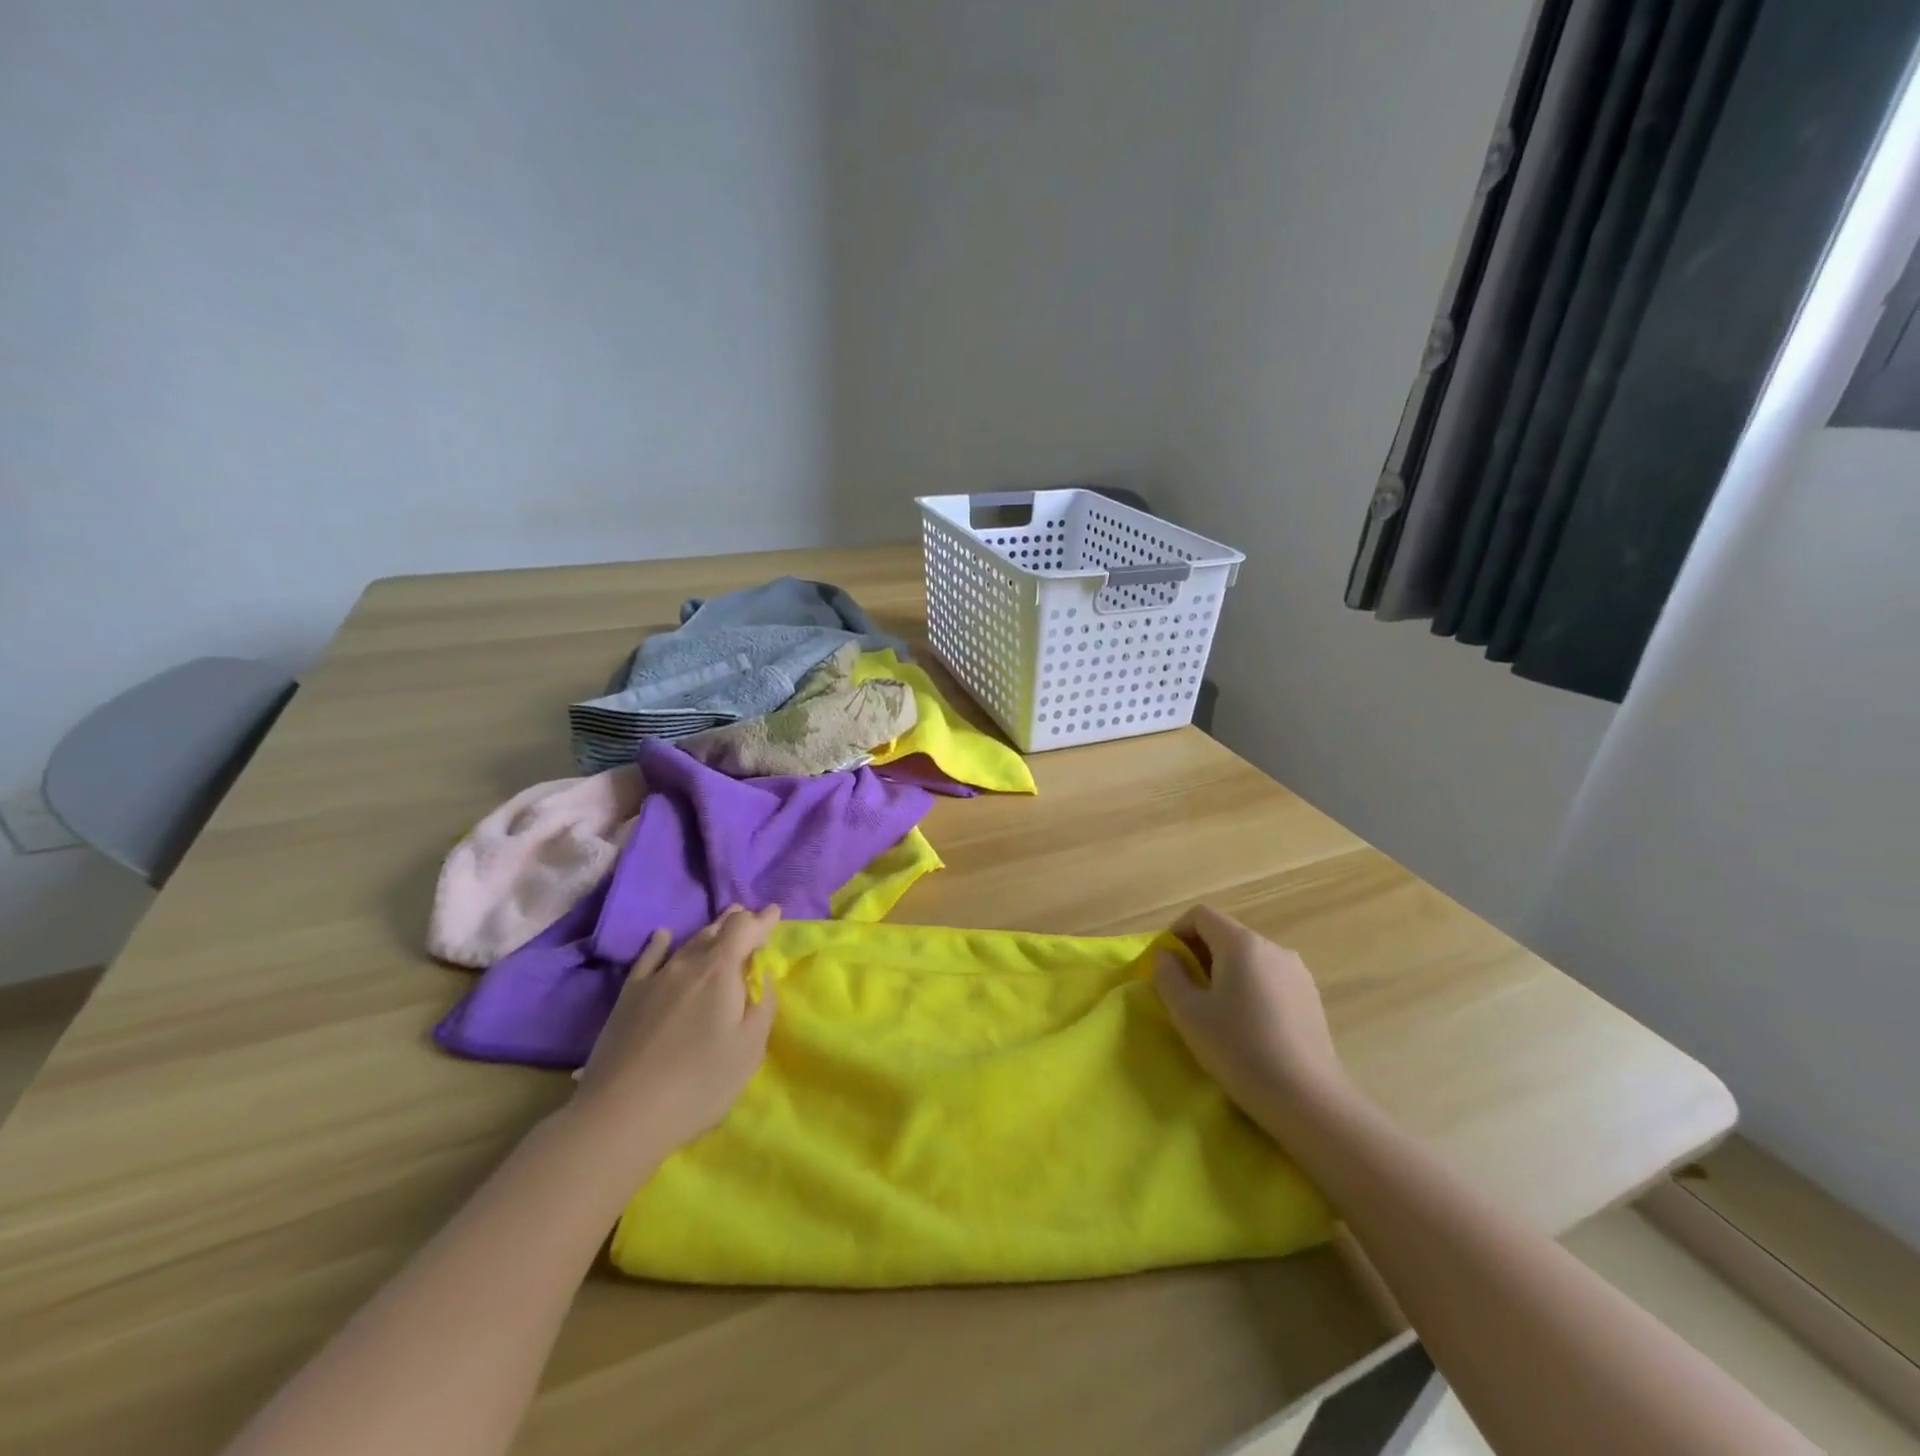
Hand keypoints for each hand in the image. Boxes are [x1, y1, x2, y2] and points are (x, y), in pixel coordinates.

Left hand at [568, 905, 780, 1170]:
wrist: (622, 1114)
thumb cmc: (698, 1083)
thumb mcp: (749, 1050)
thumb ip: (763, 1006)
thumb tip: (764, 976)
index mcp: (721, 972)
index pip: (745, 930)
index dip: (762, 920)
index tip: (775, 911)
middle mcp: (688, 964)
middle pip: (715, 931)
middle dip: (736, 921)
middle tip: (749, 915)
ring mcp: (654, 979)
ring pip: (687, 943)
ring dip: (708, 930)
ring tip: (720, 923)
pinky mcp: (628, 997)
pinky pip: (648, 959)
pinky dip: (659, 944)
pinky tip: (662, 936)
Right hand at [1153, 905, 1350, 1138]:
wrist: (1307, 1098)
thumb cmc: (1239, 1048)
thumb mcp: (1188, 1013)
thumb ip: (1168, 976)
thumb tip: (1167, 957)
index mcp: (1241, 943)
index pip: (1201, 915)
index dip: (1176, 932)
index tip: (1166, 964)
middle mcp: (1272, 947)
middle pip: (1225, 934)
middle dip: (1199, 954)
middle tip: (1184, 990)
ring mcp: (1297, 972)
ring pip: (1248, 958)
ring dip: (1224, 972)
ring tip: (1215, 1011)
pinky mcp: (1310, 997)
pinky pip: (1269, 978)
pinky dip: (1249, 988)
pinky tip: (1247, 1025)